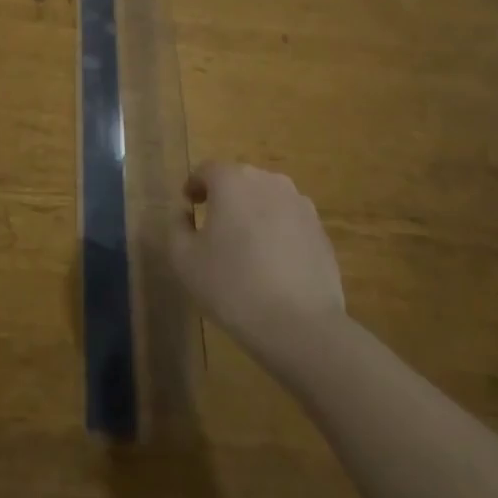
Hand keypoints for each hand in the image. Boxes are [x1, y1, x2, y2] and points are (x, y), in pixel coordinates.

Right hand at [170, 162, 346, 365]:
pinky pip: (289, 221)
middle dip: (225, 198)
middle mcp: (267, 181)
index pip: (206, 170)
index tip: (190, 206)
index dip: (195, 186)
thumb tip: (185, 213)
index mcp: (232, 180)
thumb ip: (177, 227)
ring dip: (254, 213)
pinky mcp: (320, 230)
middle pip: (239, 181)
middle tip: (215, 228)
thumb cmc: (233, 286)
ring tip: (246, 247)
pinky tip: (274, 264)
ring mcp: (299, 204)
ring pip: (267, 199)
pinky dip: (278, 232)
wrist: (301, 326)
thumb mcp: (184, 260)